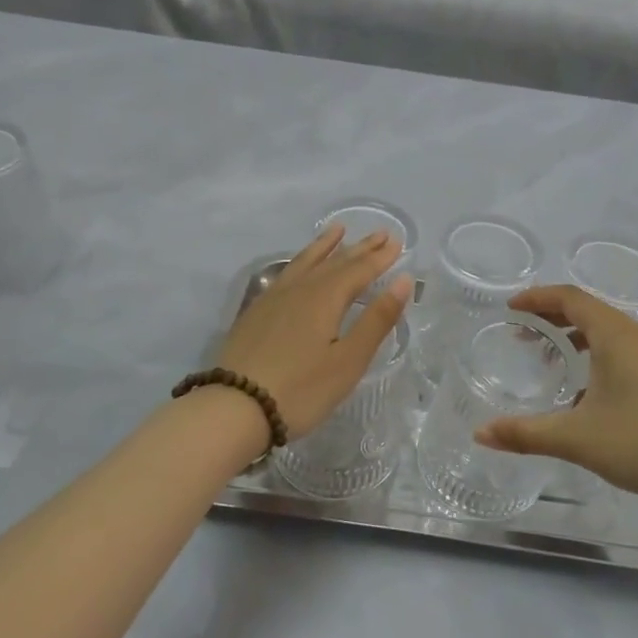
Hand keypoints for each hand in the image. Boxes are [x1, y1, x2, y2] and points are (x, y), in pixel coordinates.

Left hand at [217, 226, 412, 438]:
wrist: (235, 408)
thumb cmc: (301, 390)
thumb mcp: (348, 360)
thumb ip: (377, 319)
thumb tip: (403, 280)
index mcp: (325, 298)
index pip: (359, 270)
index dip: (380, 257)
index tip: (398, 241)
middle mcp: (300, 289)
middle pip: (335, 262)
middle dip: (360, 248)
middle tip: (380, 233)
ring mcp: (274, 298)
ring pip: (305, 262)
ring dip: (325, 246)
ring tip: (337, 230)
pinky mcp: (257, 312)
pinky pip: (286, 273)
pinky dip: (301, 261)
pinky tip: (299, 266)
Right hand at [477, 286, 637, 510]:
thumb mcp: (577, 439)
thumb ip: (525, 434)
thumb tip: (480, 434)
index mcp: (616, 335)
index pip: (571, 297)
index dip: (538, 297)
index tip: (511, 308)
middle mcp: (637, 336)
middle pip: (589, 309)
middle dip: (552, 316)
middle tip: (522, 333)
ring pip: (607, 331)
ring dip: (575, 336)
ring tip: (549, 358)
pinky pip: (622, 349)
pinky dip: (595, 354)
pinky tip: (585, 391)